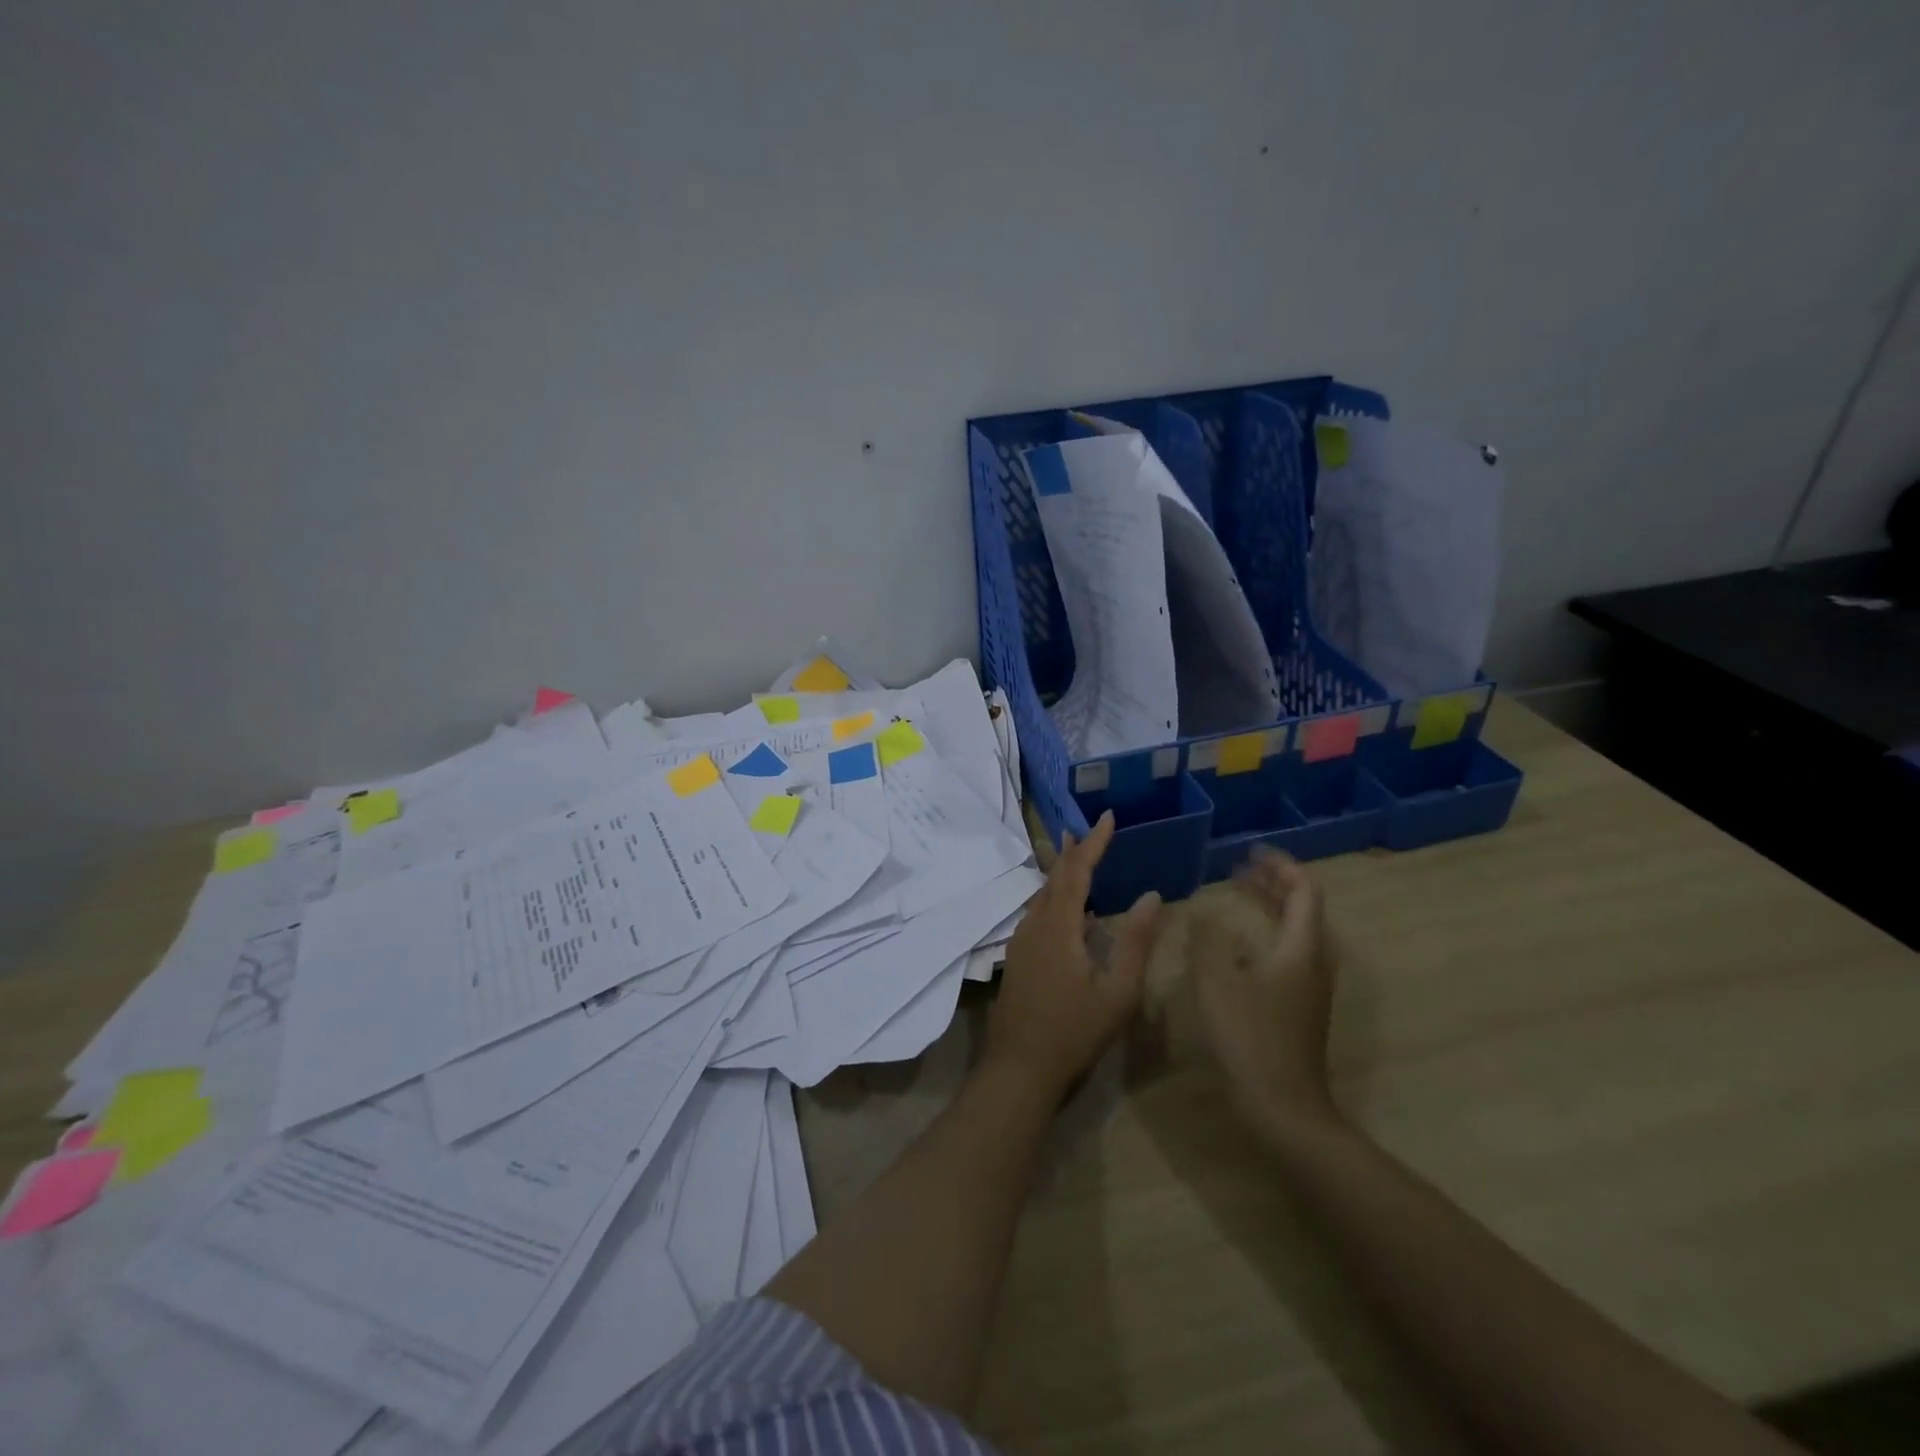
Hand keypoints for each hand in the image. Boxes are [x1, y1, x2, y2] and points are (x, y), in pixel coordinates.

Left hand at [984, 811, 1163, 1101]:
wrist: (1018, 1068)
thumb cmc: (1074, 1033)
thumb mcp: (1117, 992)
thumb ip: (1136, 942)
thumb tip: (1151, 896)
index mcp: (1059, 927)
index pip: (1077, 872)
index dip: (1094, 843)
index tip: (1108, 817)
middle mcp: (1035, 925)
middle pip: (1055, 878)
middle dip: (1075, 852)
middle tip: (1092, 830)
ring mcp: (1022, 942)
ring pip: (1043, 896)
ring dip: (1063, 875)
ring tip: (1081, 859)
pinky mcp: (1018, 958)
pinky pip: (1039, 915)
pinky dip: (1057, 900)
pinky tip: (1072, 914)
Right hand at [1188, 847, 1339, 1136]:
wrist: (1284, 1106)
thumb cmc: (1250, 1037)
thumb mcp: (1216, 981)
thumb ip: (1207, 939)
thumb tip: (1203, 911)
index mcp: (1301, 948)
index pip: (1303, 891)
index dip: (1280, 866)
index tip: (1250, 852)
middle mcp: (1314, 962)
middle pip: (1303, 909)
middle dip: (1273, 884)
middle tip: (1240, 869)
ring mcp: (1310, 987)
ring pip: (1297, 932)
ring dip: (1271, 908)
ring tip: (1240, 896)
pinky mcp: (1301, 1007)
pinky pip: (1289, 953)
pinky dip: (1267, 933)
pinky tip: (1239, 945)